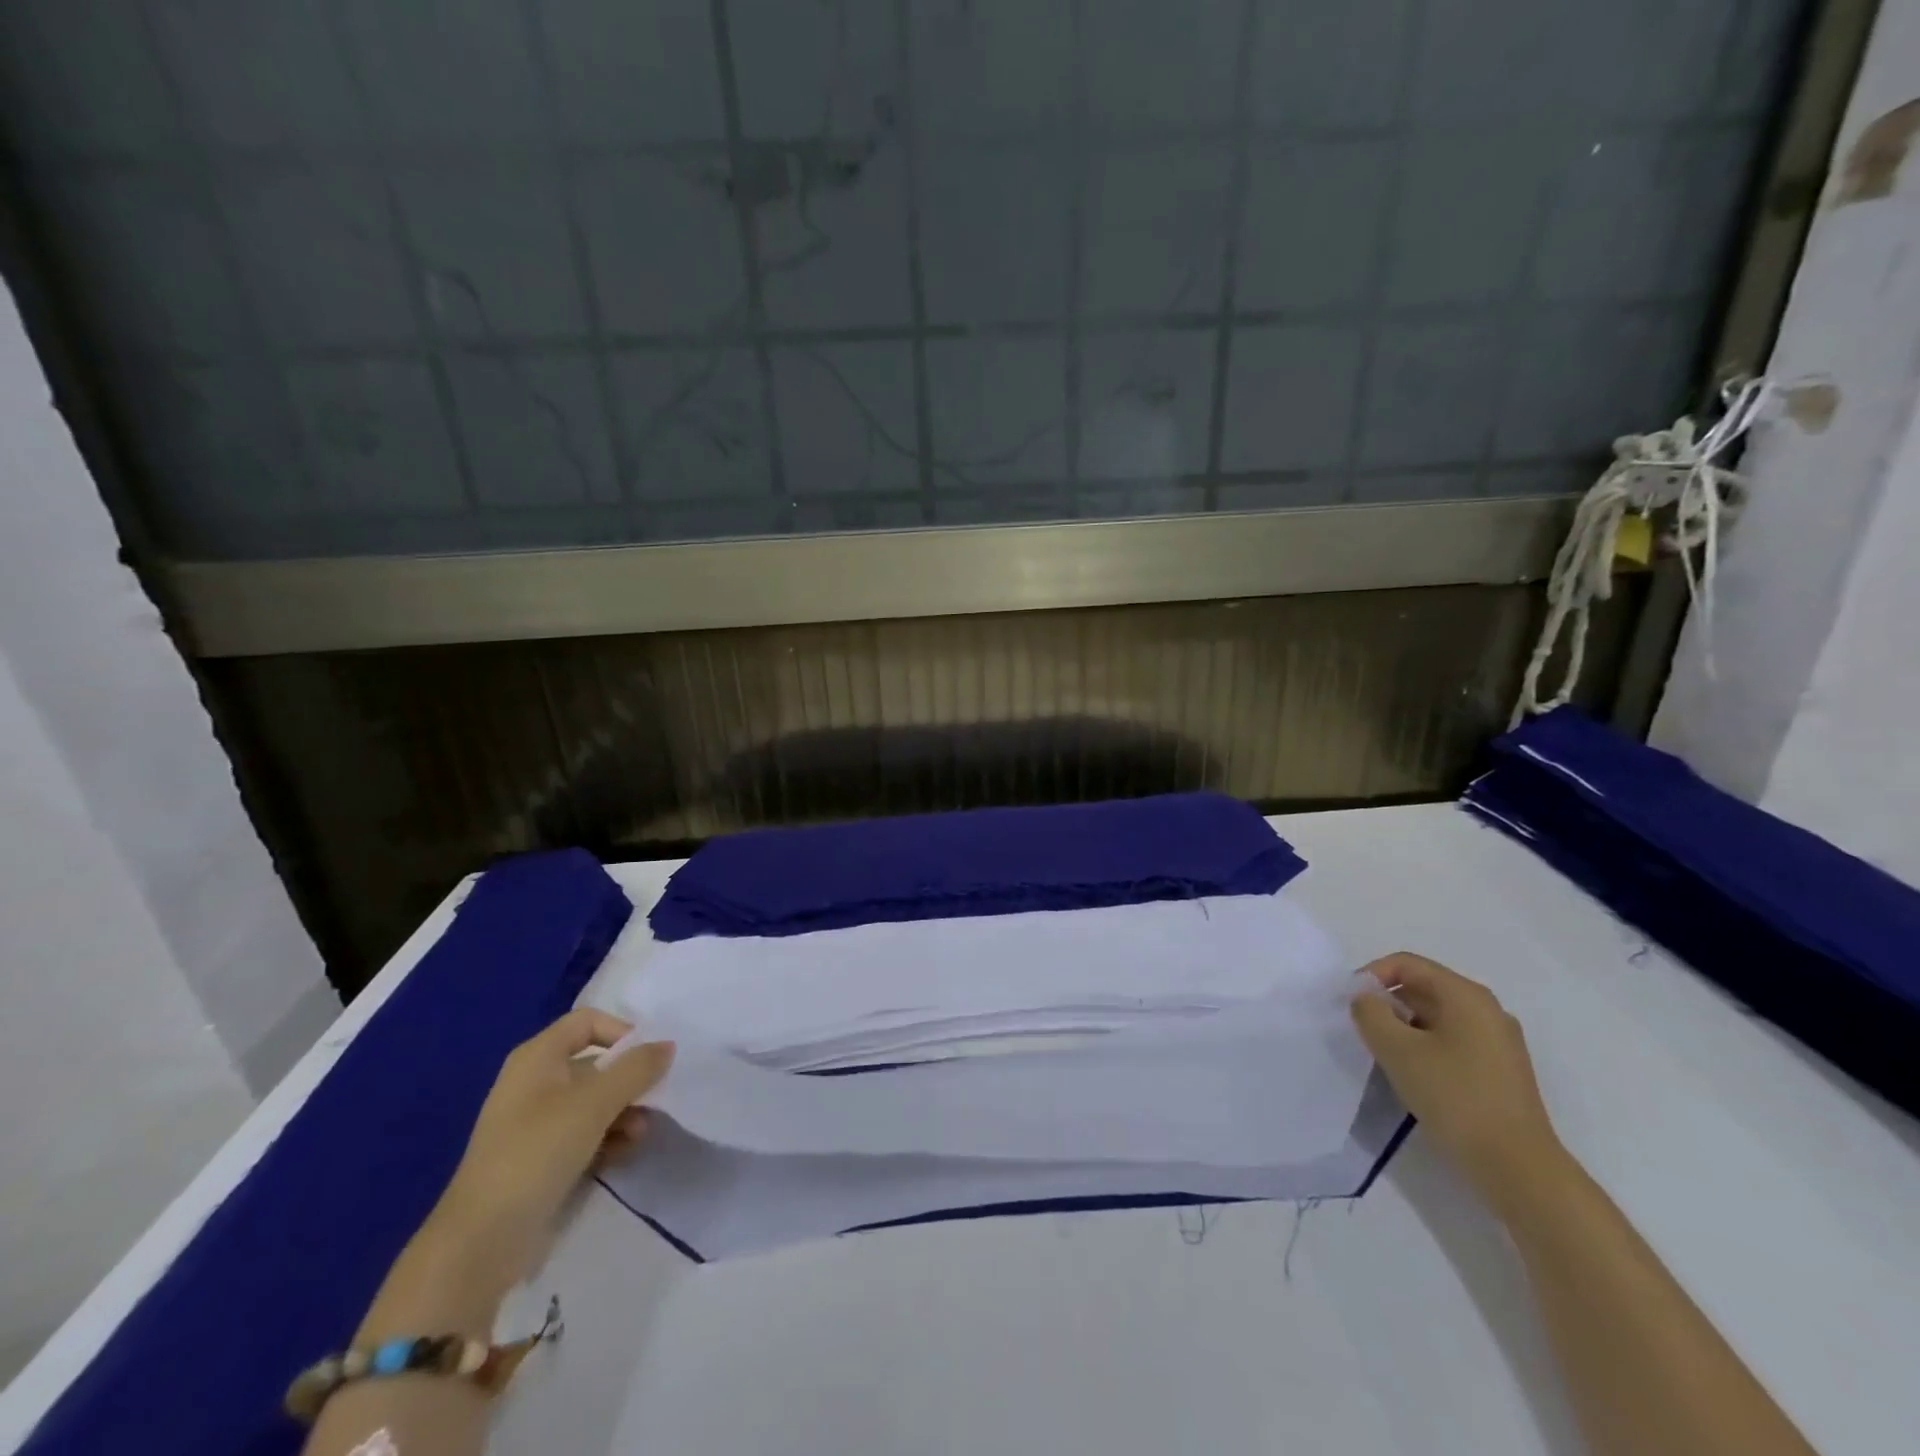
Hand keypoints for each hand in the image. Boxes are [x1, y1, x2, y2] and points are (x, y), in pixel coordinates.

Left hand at [426, 1009, 673, 1294]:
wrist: (481, 1241)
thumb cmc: (538, 1152)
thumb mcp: (595, 1103)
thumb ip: (636, 1069)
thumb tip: (667, 1045)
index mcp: (537, 1058)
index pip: (588, 1021)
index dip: (622, 1032)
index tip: (649, 1058)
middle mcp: (535, 1082)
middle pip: (596, 1063)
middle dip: (629, 1081)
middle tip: (653, 1100)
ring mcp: (536, 1122)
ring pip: (594, 1101)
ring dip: (623, 1112)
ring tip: (639, 1134)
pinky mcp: (541, 1157)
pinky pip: (584, 1133)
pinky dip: (607, 1138)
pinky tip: (623, 1154)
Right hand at [1351, 953, 1568, 1212]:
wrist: (1517, 1168)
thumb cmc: (1455, 1097)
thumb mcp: (1397, 1049)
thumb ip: (1370, 1013)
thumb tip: (1367, 1000)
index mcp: (1466, 995)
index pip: (1406, 964)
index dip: (1371, 976)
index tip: (1350, 1005)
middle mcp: (1487, 1010)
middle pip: (1423, 988)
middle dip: (1387, 1004)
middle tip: (1365, 1032)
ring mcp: (1498, 1041)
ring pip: (1436, 1017)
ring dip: (1404, 1028)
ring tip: (1386, 1056)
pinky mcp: (1500, 1070)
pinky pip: (1452, 1041)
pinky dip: (1425, 1047)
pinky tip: (1415, 1076)